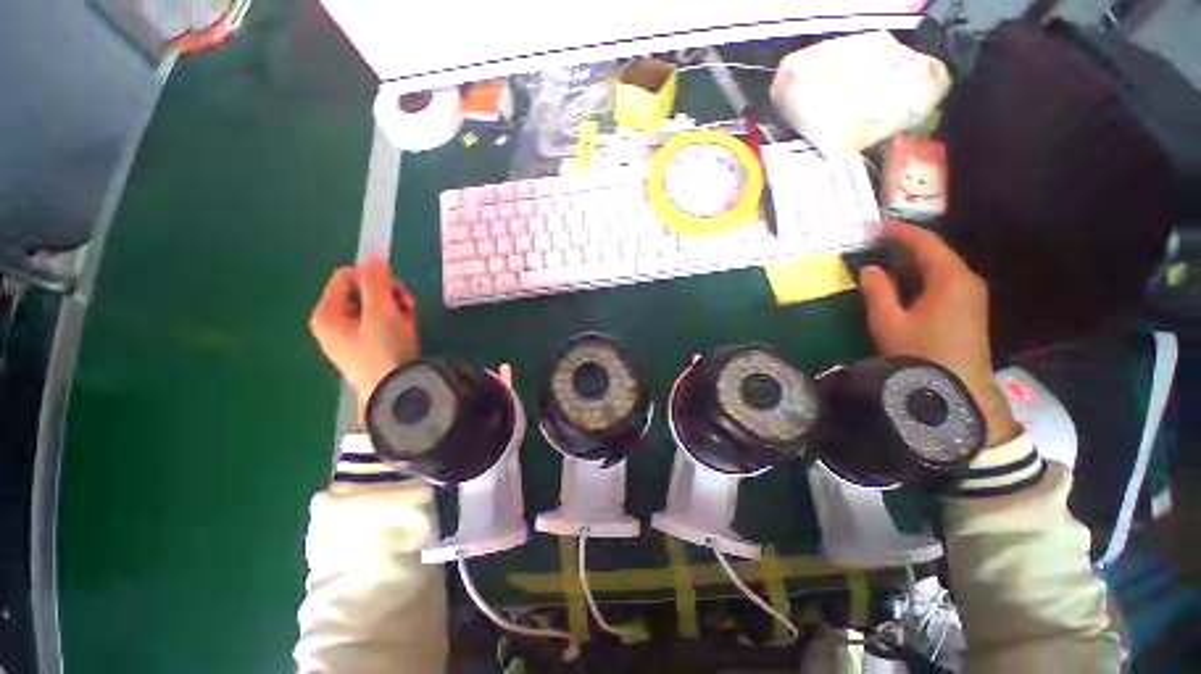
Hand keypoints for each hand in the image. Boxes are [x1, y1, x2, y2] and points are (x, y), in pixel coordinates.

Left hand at [309, 258, 418, 425]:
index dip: (375, 278)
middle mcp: (332, 322)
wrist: (394, 391)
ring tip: (409, 323)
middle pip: (361, 291)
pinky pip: (378, 322)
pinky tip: (406, 333)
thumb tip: (375, 258)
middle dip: (388, 295)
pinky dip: (394, 322)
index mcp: (327, 312)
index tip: (397, 293)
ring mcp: (348, 336)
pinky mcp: (364, 346)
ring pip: (373, 306)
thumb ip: (377, 282)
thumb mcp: (382, 312)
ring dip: (395, 309)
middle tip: (407, 308)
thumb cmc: (385, 350)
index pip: (348, 275)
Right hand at [858, 221, 1019, 446]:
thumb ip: (877, 291)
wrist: (957, 391)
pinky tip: (905, 283)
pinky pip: (946, 281)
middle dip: (907, 245)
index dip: (900, 232)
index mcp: (950, 279)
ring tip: (886, 260)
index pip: (926, 243)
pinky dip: (924, 275)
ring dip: (915, 261)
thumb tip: (869, 269)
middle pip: (937, 253)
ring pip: (941, 267)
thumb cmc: (920, 354)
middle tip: (876, 243)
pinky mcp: (970, 309)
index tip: (875, 227)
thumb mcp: (889, 322)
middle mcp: (967, 281)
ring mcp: (972, 295)